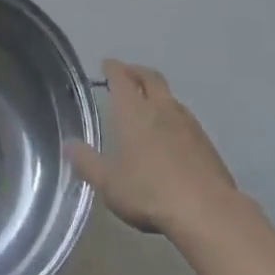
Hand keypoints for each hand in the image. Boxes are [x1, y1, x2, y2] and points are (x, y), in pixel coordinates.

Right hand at [64, 59, 241, 239]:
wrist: (206, 210)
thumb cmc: (149, 192)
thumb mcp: (109, 182)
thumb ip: (87, 162)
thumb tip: (68, 145)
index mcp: (134, 111)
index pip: (122, 77)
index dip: (113, 68)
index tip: (107, 64)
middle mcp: (161, 108)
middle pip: (150, 77)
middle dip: (136, 71)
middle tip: (127, 73)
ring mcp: (187, 122)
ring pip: (170, 96)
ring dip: (157, 93)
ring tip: (148, 103)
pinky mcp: (205, 141)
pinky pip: (185, 117)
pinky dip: (173, 115)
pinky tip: (171, 132)